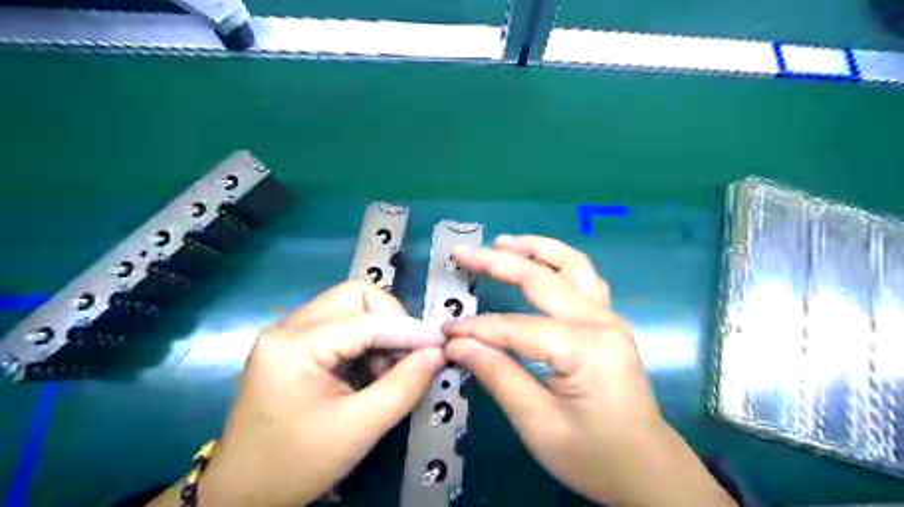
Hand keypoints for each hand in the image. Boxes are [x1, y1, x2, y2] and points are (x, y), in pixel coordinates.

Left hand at [198, 283, 447, 504]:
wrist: (240, 495)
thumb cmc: (296, 464)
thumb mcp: (358, 429)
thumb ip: (403, 386)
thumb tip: (437, 354)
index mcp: (295, 345)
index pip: (365, 322)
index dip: (408, 330)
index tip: (440, 343)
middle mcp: (287, 327)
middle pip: (354, 297)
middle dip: (390, 319)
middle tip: (408, 353)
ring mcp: (286, 334)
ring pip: (347, 307)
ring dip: (378, 329)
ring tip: (388, 368)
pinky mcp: (291, 346)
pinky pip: (338, 324)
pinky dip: (364, 339)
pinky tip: (370, 368)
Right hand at [443, 235, 733, 505]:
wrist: (648, 470)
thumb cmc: (594, 456)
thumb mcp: (538, 425)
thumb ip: (497, 376)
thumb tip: (458, 345)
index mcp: (584, 350)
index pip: (516, 327)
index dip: (476, 329)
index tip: (445, 331)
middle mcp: (600, 322)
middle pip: (542, 278)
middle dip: (497, 262)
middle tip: (462, 253)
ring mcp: (609, 317)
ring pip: (571, 265)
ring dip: (535, 249)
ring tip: (503, 242)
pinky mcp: (609, 321)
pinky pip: (584, 278)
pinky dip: (558, 261)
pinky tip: (540, 261)